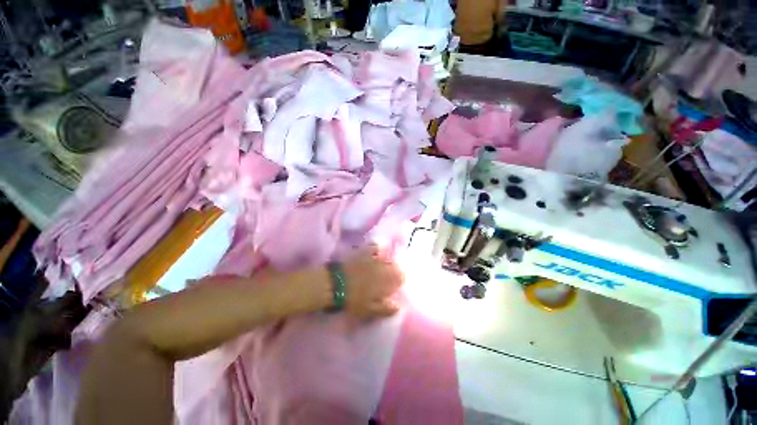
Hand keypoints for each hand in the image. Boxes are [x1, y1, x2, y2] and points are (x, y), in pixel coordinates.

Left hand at [341, 246, 403, 317]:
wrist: (335, 284)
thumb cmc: (353, 300)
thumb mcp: (370, 310)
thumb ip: (386, 308)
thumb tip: (399, 306)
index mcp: (387, 280)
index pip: (401, 277)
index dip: (399, 281)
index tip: (395, 286)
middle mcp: (384, 266)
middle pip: (395, 265)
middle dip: (394, 271)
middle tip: (388, 277)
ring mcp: (373, 257)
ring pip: (387, 256)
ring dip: (387, 260)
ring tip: (383, 265)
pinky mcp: (364, 252)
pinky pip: (374, 246)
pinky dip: (377, 249)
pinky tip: (375, 253)